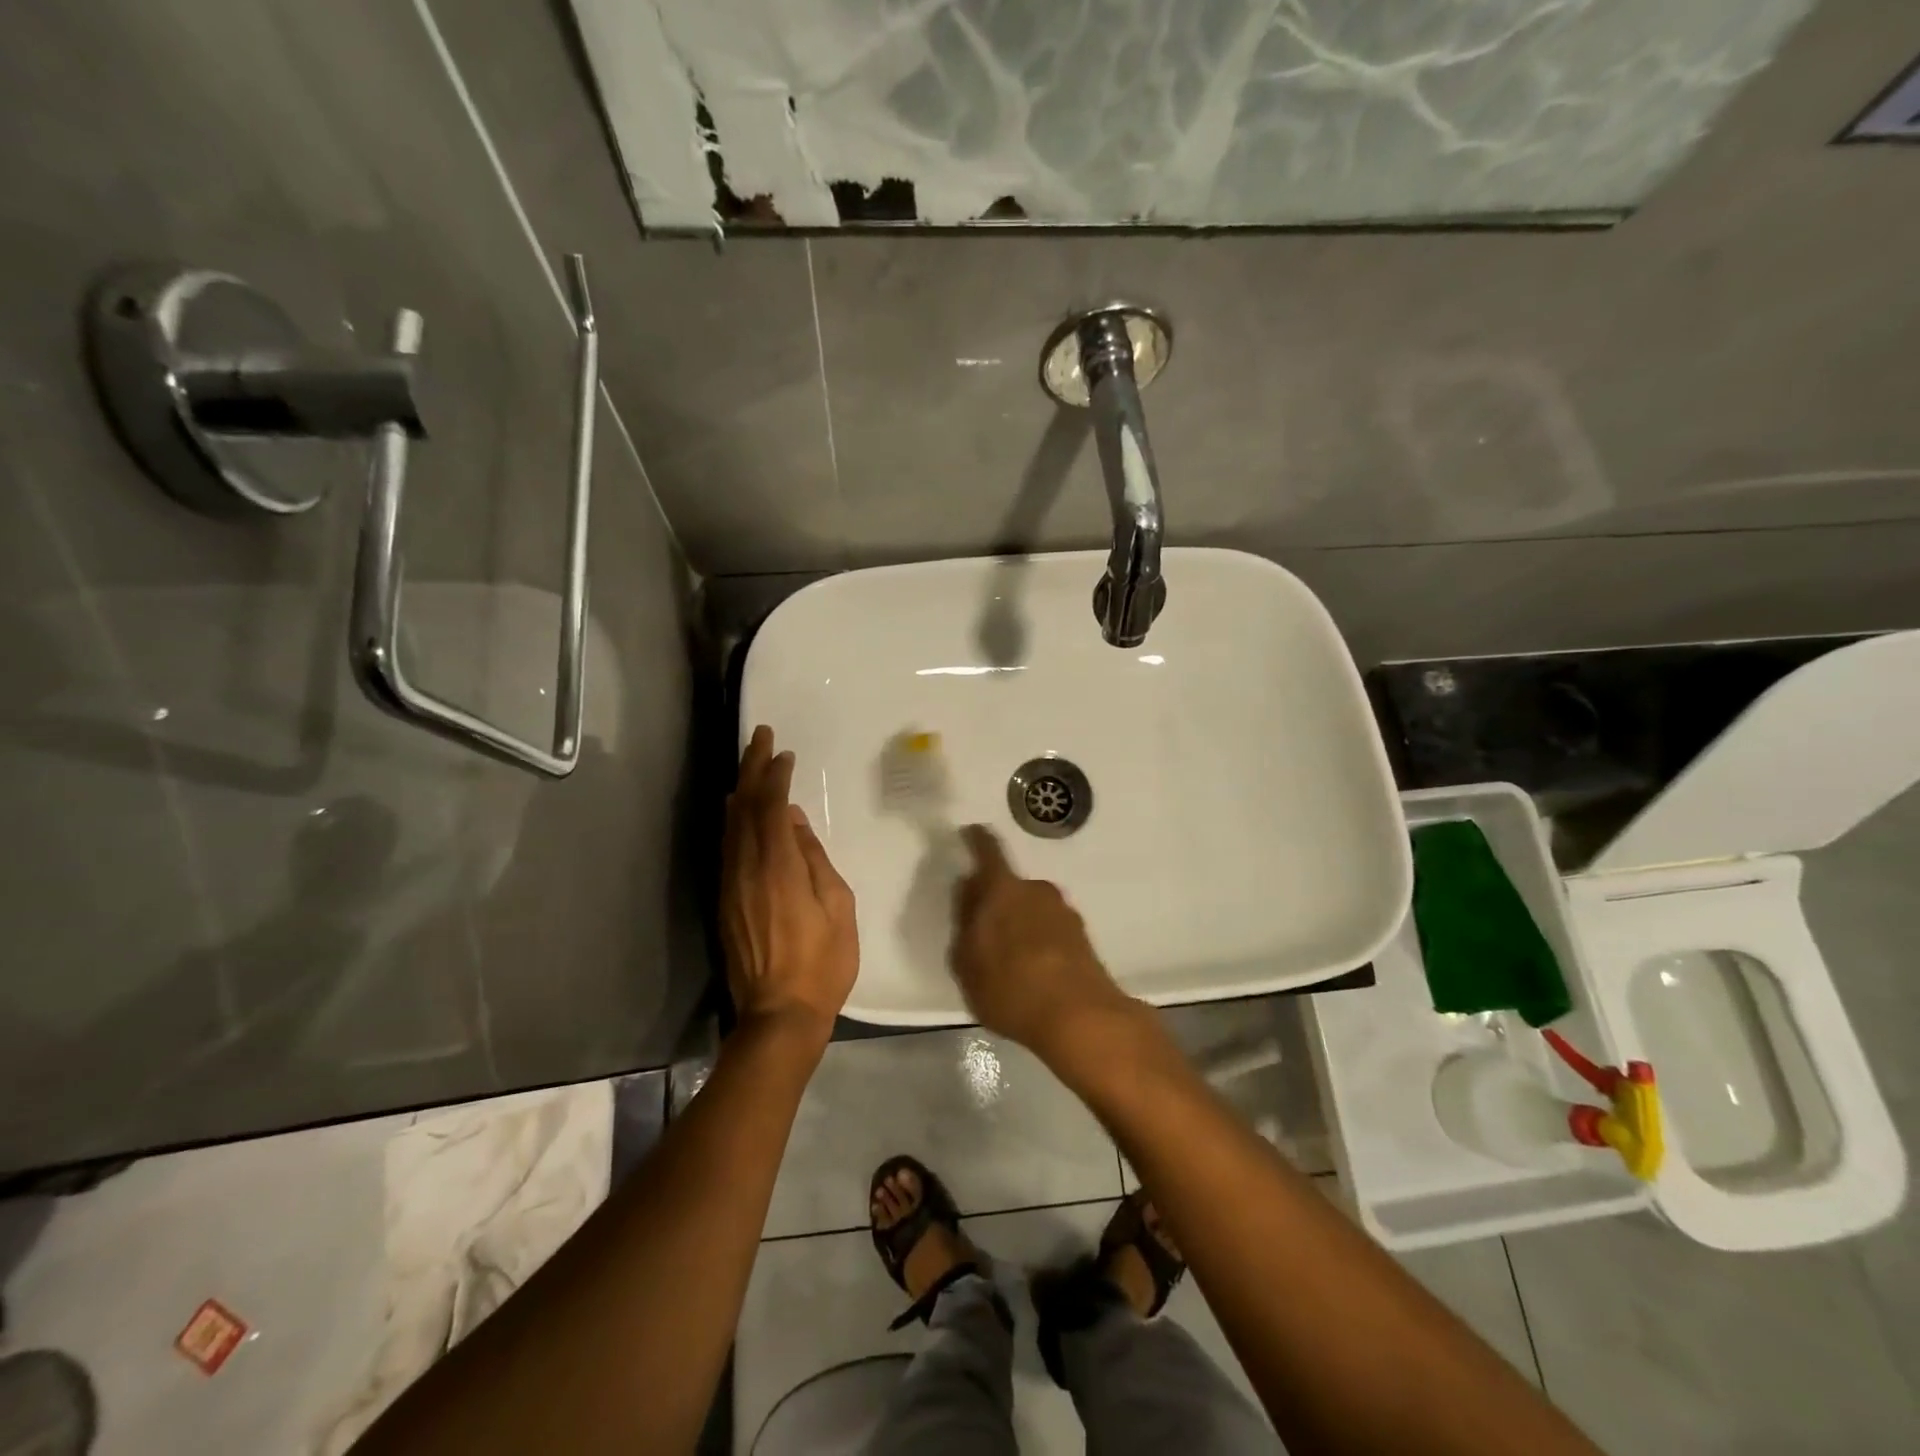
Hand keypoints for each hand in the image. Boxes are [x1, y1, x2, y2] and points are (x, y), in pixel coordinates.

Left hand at [721, 726, 857, 1046]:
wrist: (778, 1013)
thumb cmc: (822, 961)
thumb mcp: (836, 905)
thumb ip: (813, 858)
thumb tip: (792, 820)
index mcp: (779, 866)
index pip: (771, 806)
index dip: (775, 775)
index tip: (783, 752)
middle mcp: (746, 868)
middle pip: (743, 807)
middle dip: (751, 768)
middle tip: (759, 736)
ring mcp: (730, 885)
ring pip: (729, 825)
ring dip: (739, 790)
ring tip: (749, 765)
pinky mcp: (724, 901)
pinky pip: (726, 847)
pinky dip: (732, 820)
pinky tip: (734, 810)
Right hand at [949, 825, 1133, 1059]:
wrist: (1080, 1018)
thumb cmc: (1010, 987)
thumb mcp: (966, 960)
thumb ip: (964, 919)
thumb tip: (968, 888)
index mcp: (1003, 889)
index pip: (988, 850)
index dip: (977, 839)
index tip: (971, 833)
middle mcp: (1037, 890)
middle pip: (1010, 885)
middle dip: (996, 900)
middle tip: (983, 929)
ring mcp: (1065, 912)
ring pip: (1032, 908)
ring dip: (1020, 922)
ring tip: (1009, 959)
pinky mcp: (1083, 937)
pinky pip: (1050, 929)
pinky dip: (1039, 941)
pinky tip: (1033, 971)